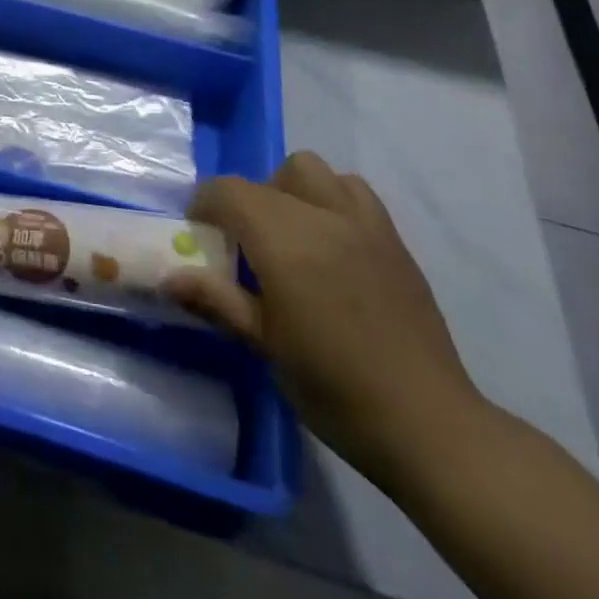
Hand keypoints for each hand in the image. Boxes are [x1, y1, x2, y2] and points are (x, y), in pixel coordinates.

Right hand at [167, 152, 487, 489]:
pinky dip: (331, 200)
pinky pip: (354, 192)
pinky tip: (332, 245)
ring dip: (291, 190)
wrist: (430, 426)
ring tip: (291, 235)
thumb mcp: (263, 345)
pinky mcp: (394, 240)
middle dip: (248, 199)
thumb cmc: (334, 388)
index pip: (229, 192)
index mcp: (285, 240)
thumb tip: (168, 277)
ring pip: (314, 171)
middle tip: (246, 244)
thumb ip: (215, 299)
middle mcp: (322, 217)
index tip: (200, 234)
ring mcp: (364, 224)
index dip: (205, 205)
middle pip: (270, 176)